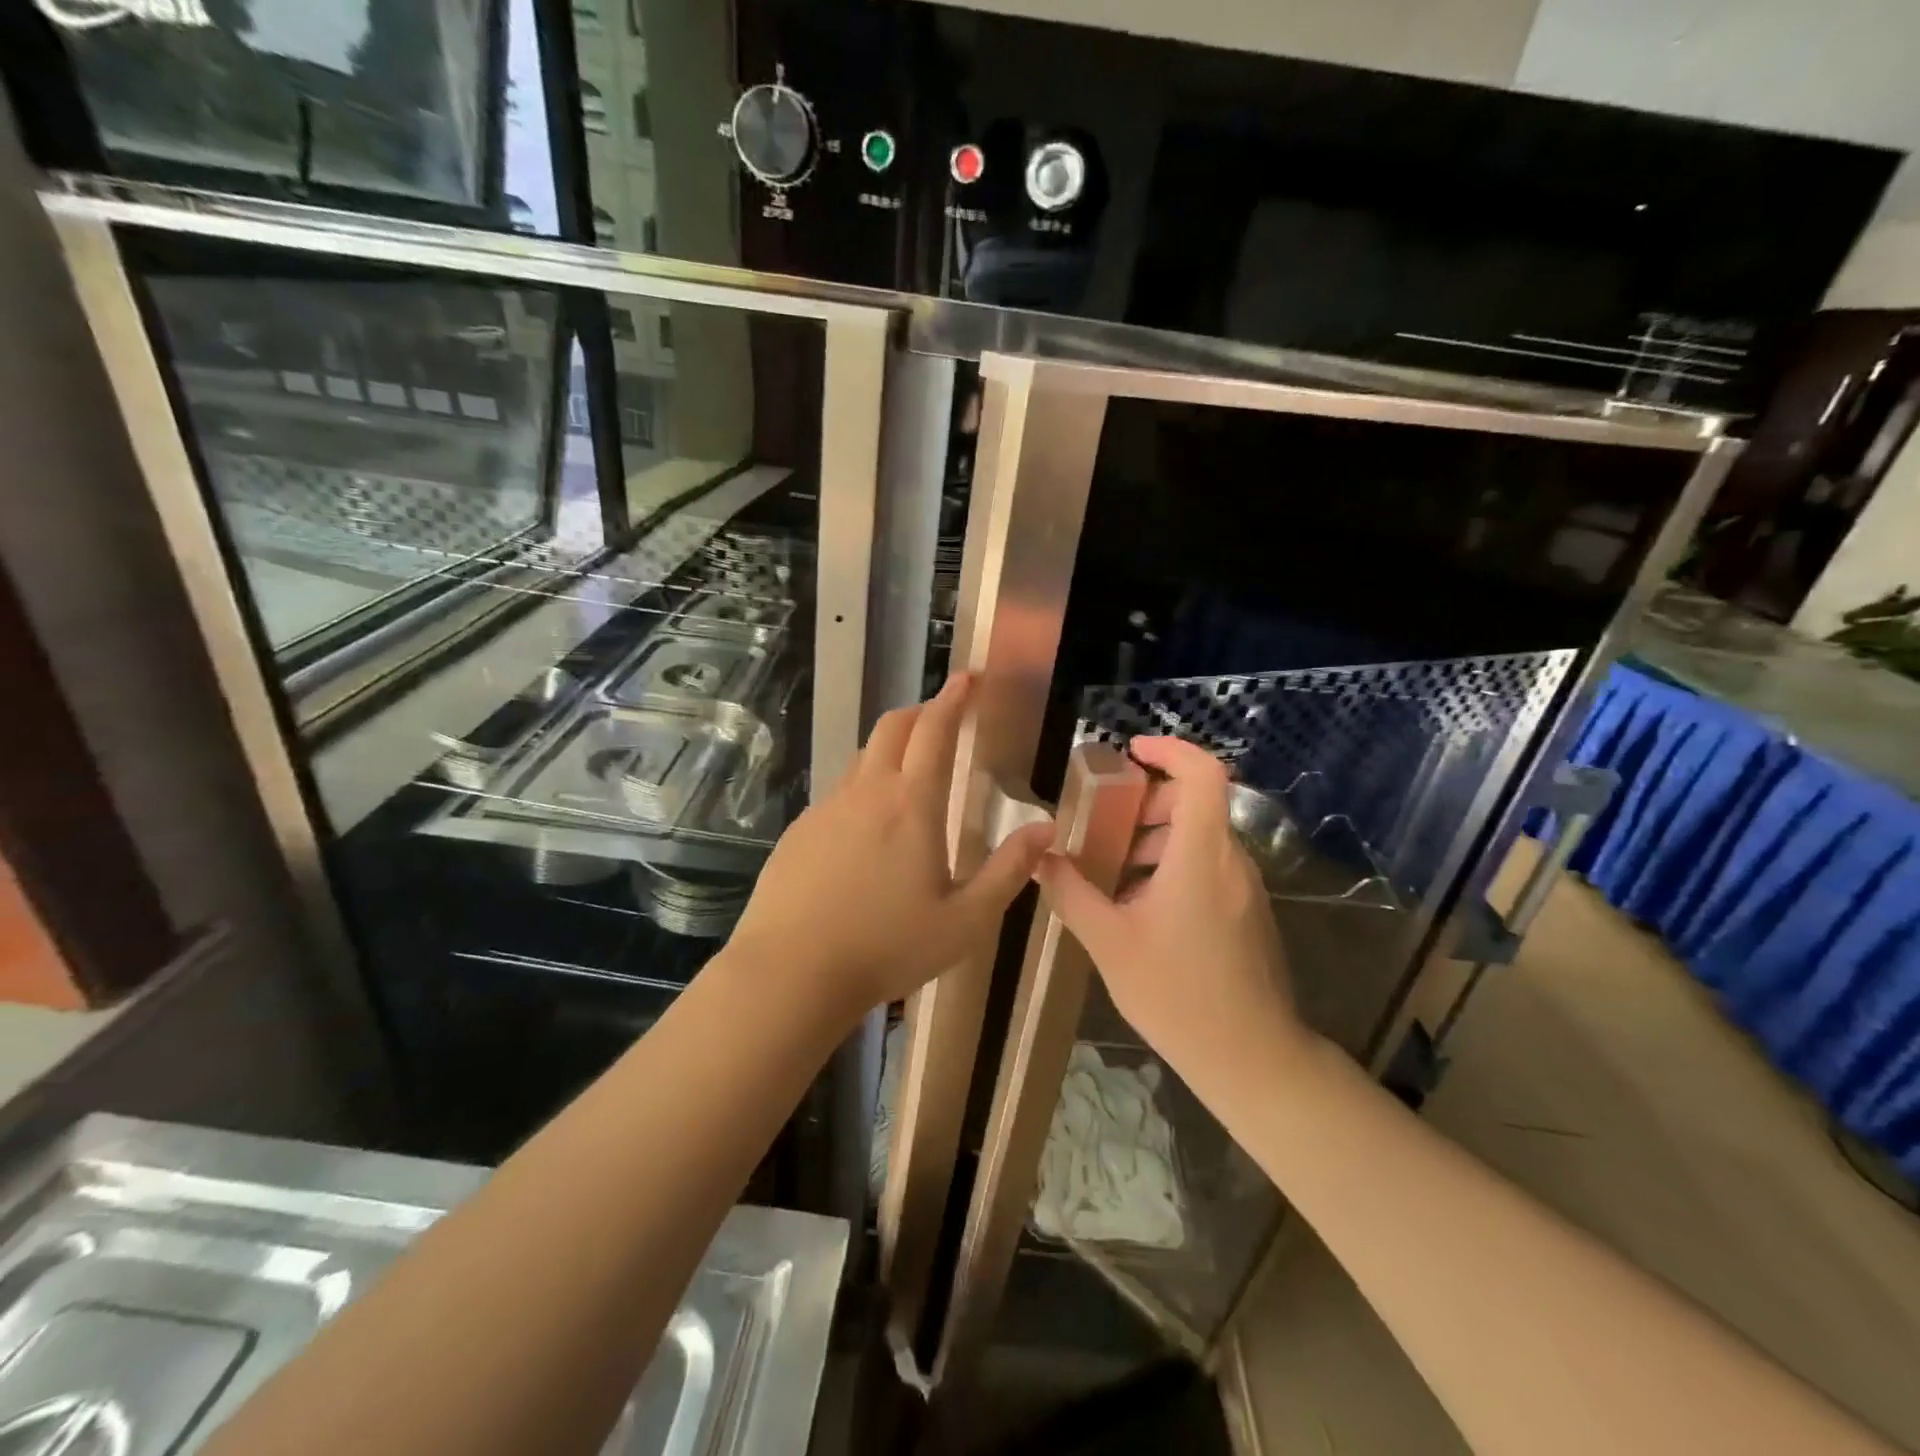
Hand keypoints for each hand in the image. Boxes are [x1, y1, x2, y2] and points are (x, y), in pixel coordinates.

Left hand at [728, 674, 1054, 1020]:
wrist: (790, 972)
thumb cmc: (887, 947)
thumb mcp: (965, 921)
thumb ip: (1009, 871)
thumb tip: (1046, 830)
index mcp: (911, 803)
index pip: (934, 729)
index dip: (953, 698)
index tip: (967, 677)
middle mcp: (866, 792)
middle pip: (892, 727)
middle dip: (920, 711)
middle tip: (942, 718)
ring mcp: (826, 809)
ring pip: (861, 759)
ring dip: (889, 751)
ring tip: (910, 775)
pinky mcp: (799, 831)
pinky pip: (838, 794)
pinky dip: (862, 790)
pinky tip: (867, 832)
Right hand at [1035, 736, 1309, 1080]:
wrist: (1252, 1058)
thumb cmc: (1178, 994)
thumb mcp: (1109, 942)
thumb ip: (1071, 893)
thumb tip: (1041, 858)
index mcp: (1201, 854)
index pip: (1202, 773)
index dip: (1170, 749)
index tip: (1131, 752)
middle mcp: (1231, 860)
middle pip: (1196, 803)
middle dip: (1147, 802)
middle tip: (1104, 823)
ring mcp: (1245, 887)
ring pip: (1201, 837)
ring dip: (1156, 838)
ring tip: (1113, 870)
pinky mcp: (1248, 912)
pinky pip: (1210, 866)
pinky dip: (1173, 864)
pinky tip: (1140, 906)